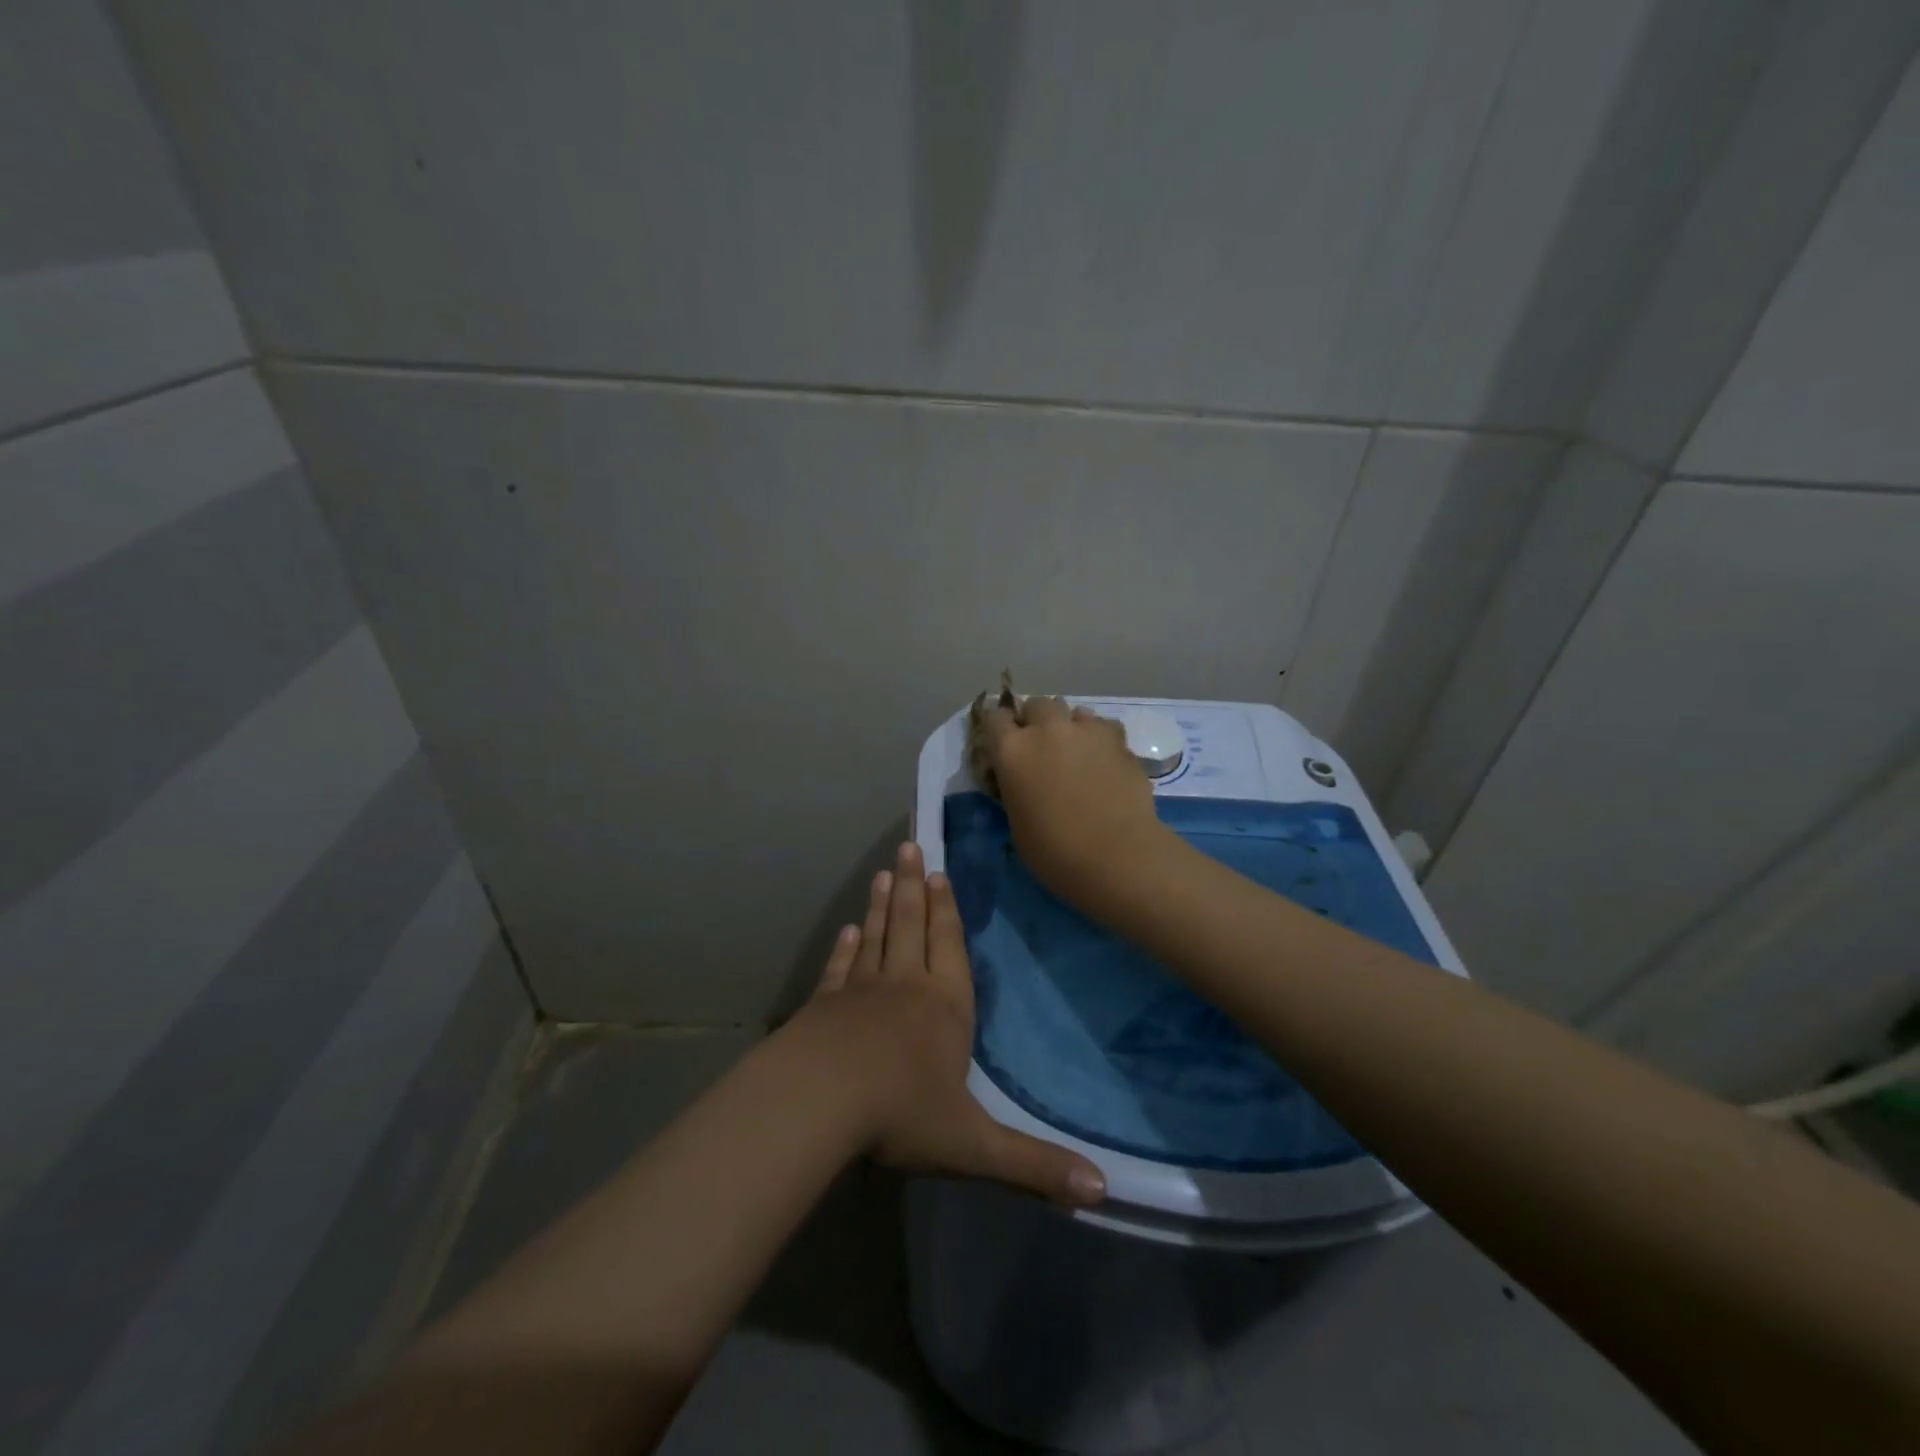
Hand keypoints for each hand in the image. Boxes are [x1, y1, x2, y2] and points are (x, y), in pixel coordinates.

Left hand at [792, 840, 1105, 1206]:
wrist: (818, 1102)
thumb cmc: (900, 1115)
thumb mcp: (973, 1146)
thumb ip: (1034, 1166)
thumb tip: (1102, 1191)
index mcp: (945, 1008)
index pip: (950, 947)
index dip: (947, 911)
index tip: (940, 874)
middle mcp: (905, 987)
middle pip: (911, 926)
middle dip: (912, 887)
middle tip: (909, 848)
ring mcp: (860, 992)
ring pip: (876, 938)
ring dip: (881, 905)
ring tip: (882, 874)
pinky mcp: (824, 1006)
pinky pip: (840, 968)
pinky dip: (845, 948)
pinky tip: (846, 930)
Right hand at [979, 696, 1173, 912]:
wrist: (1117, 856)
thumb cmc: (1055, 852)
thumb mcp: (1017, 822)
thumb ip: (1016, 788)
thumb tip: (1024, 781)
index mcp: (1012, 750)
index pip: (994, 718)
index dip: (999, 729)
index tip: (1003, 744)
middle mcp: (1047, 729)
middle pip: (1036, 705)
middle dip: (1036, 721)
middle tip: (1042, 747)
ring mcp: (1086, 730)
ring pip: (1074, 711)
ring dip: (1070, 726)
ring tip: (1077, 752)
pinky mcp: (1120, 740)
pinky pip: (1104, 728)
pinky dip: (1100, 740)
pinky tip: (1105, 762)